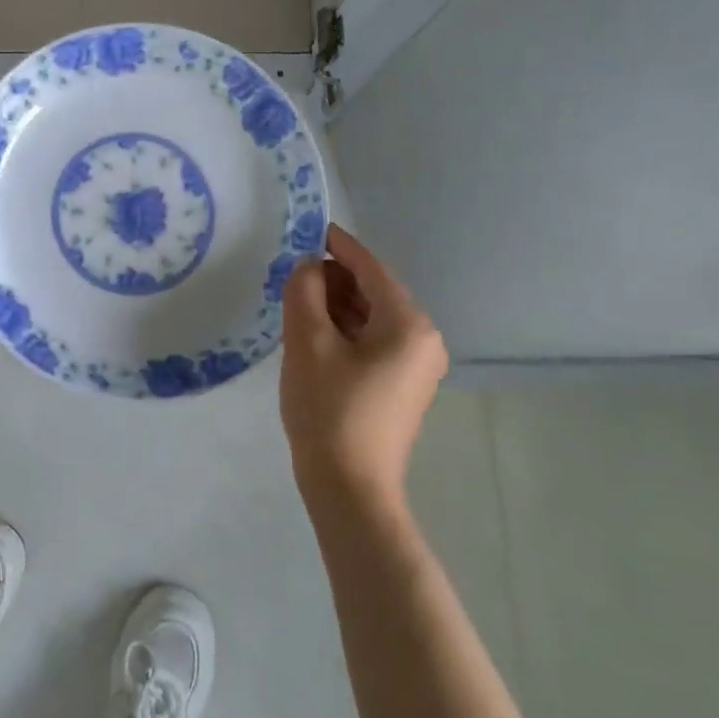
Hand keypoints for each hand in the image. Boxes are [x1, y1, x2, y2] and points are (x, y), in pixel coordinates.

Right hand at [280, 223, 448, 506]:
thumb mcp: (307, 343)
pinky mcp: (404, 386)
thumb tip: (310, 267)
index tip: (312, 228)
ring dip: (338, 306)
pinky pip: (374, 342)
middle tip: (294, 276)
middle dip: (335, 279)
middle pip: (375, 291)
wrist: (349, 488)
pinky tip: (316, 333)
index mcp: (409, 323)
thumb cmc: (329, 410)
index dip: (340, 246)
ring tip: (299, 303)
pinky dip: (347, 330)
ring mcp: (417, 366)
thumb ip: (305, 291)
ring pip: (373, 317)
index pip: (372, 268)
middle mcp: (424, 339)